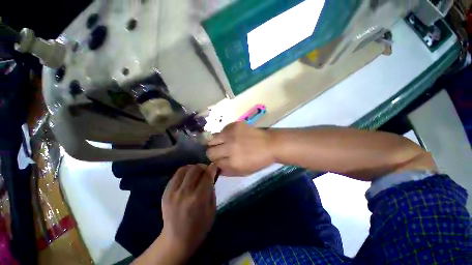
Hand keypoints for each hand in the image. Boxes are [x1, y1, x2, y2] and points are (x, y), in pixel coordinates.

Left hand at [160, 164, 217, 261]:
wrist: (176, 240)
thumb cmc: (199, 226)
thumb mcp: (212, 209)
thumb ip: (211, 190)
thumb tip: (211, 175)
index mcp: (198, 198)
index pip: (207, 175)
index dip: (212, 168)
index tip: (215, 166)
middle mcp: (184, 192)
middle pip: (195, 169)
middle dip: (203, 167)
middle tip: (206, 171)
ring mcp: (172, 192)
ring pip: (184, 169)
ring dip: (193, 168)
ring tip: (197, 173)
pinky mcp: (165, 193)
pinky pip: (176, 175)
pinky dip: (184, 173)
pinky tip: (188, 178)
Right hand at [207, 122, 274, 175]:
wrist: (270, 144)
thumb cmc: (258, 160)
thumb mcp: (244, 171)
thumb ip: (227, 171)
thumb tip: (216, 168)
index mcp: (232, 162)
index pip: (214, 163)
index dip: (216, 162)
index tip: (220, 160)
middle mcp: (229, 148)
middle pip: (209, 151)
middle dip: (213, 153)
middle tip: (220, 151)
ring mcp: (231, 135)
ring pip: (212, 139)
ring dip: (216, 142)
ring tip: (224, 142)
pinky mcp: (234, 125)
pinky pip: (222, 130)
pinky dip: (225, 134)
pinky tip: (232, 136)